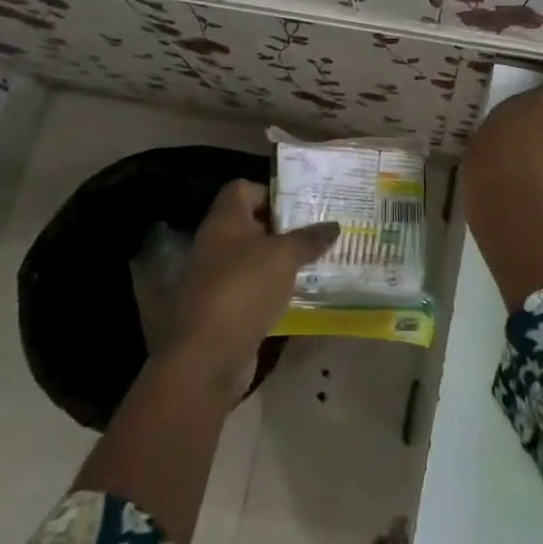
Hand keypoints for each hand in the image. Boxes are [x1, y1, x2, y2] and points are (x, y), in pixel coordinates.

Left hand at [173, 180, 338, 380]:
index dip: (271, 191)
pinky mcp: (226, 307)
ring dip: (283, 259)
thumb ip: (309, 238)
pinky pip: (255, 287)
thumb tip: (333, 226)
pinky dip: (276, 287)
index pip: (243, 189)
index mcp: (225, 220)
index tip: (302, 204)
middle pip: (253, 224)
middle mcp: (217, 243)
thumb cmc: (244, 288)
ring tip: (318, 259)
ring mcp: (219, 277)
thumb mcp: (284, 255)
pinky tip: (302, 291)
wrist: (209, 354)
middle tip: (320, 229)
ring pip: (256, 257)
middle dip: (285, 227)